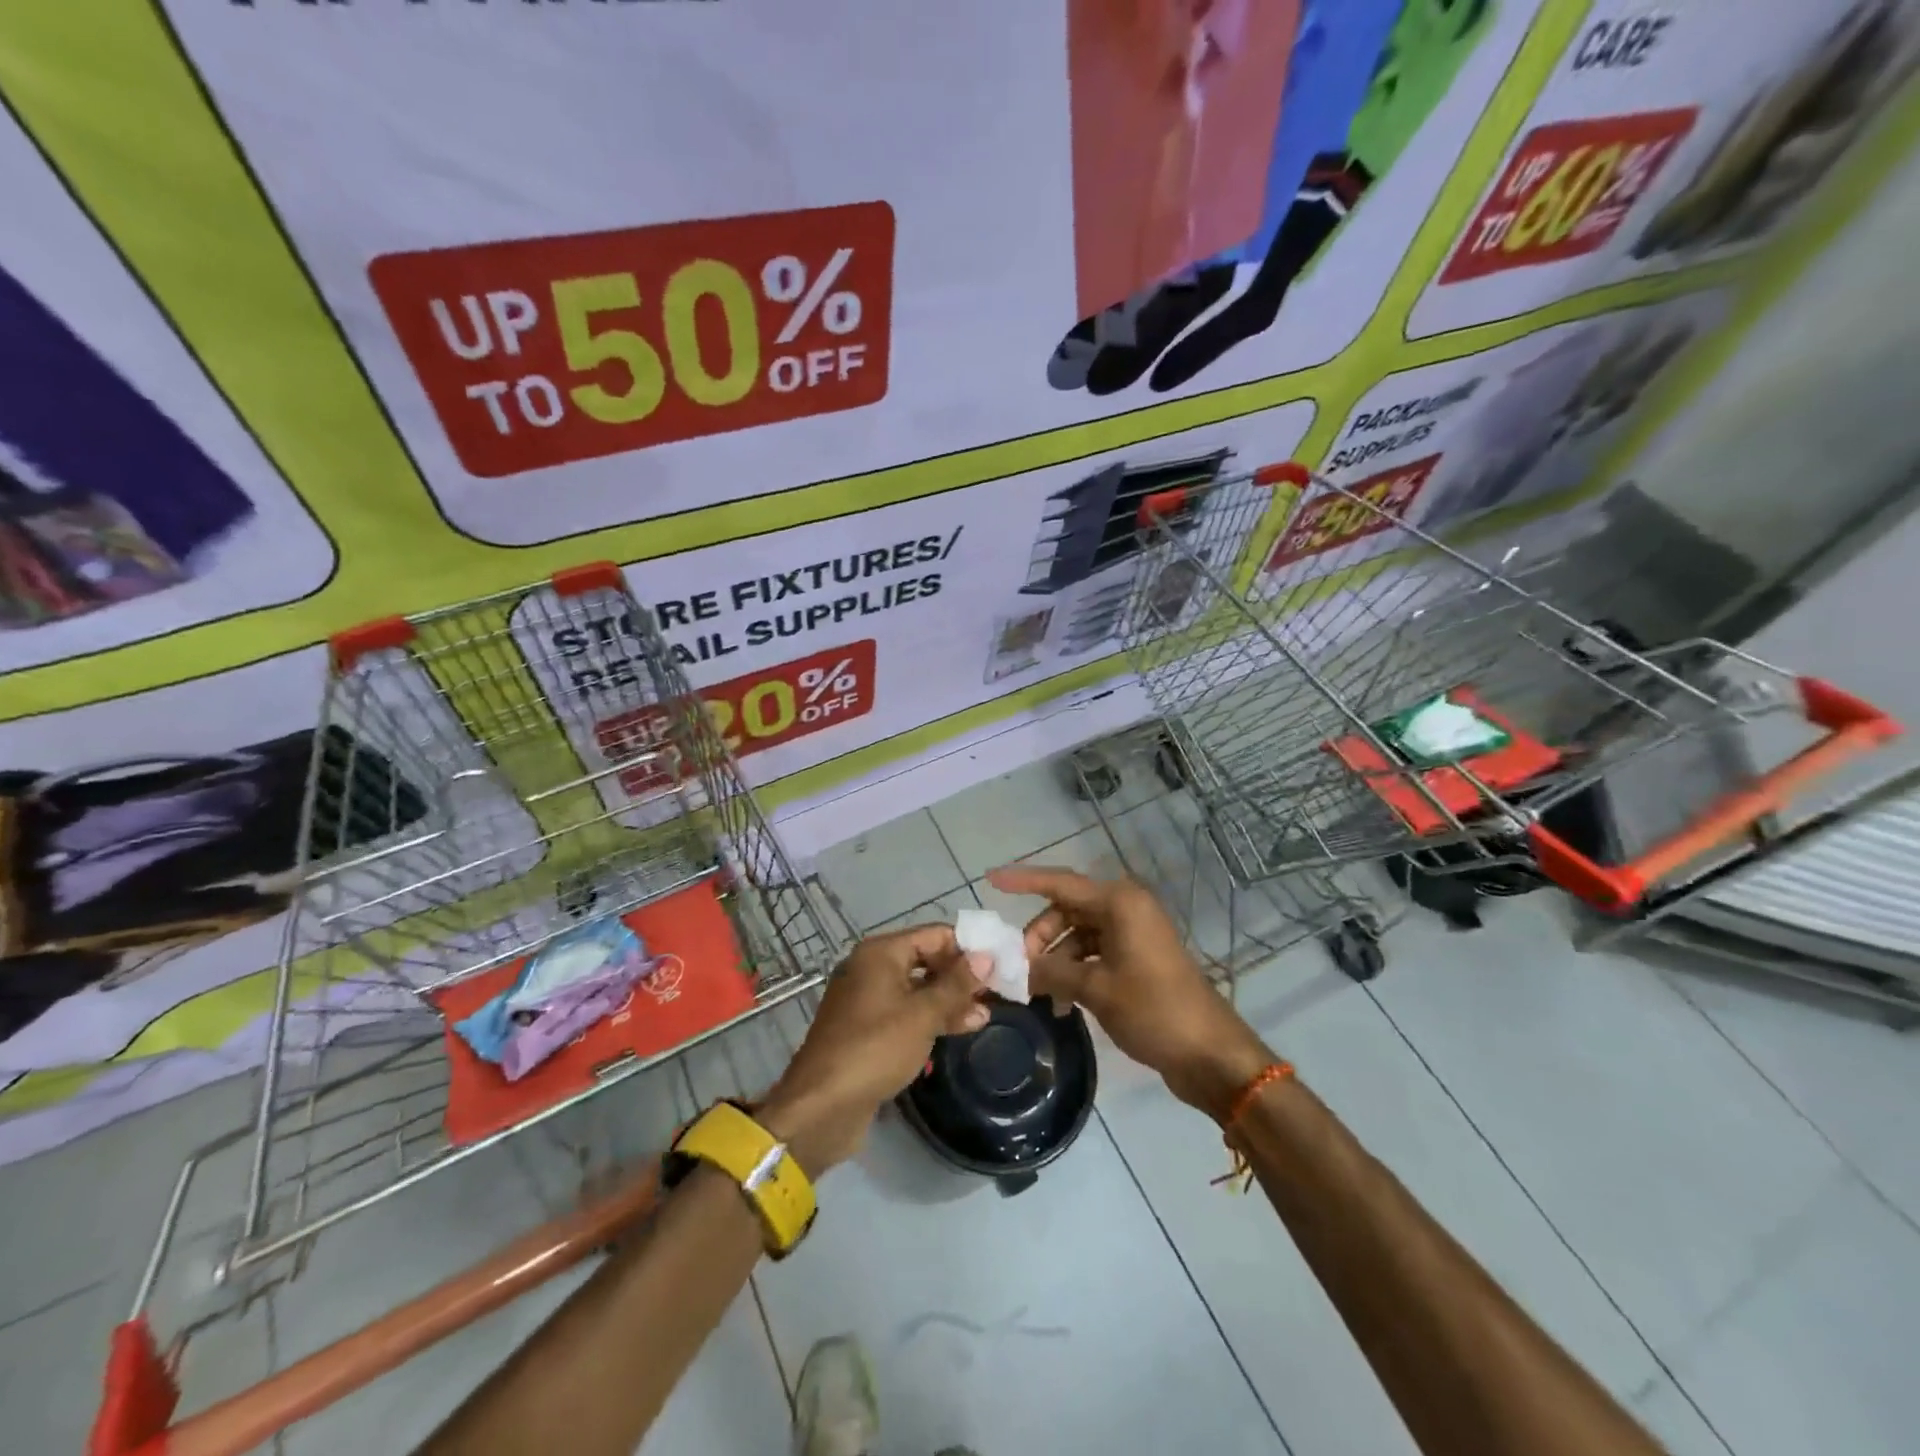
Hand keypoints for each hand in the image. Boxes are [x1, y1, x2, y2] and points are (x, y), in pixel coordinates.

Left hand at [760, 925, 992, 1175]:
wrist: (821, 1106)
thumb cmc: (875, 1048)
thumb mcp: (923, 1014)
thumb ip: (956, 985)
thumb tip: (986, 957)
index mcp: (881, 953)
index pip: (934, 935)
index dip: (967, 947)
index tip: (1000, 963)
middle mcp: (871, 968)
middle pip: (926, 960)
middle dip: (960, 975)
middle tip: (997, 992)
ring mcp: (867, 1000)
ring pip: (918, 989)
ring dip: (950, 1000)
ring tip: (985, 1016)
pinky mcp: (867, 1029)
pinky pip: (906, 1012)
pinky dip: (931, 1018)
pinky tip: (959, 1030)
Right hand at [988, 865, 1269, 1115]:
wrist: (1210, 1052)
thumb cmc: (1153, 1010)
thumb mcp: (1095, 989)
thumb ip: (1050, 972)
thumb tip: (1013, 968)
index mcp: (1120, 903)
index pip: (1060, 882)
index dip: (1023, 880)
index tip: (990, 879)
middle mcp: (1126, 908)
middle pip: (1067, 909)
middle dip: (1039, 936)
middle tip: (1018, 967)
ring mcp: (1133, 933)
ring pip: (1078, 933)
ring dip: (1055, 958)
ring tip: (1037, 993)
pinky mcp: (1137, 957)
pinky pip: (1094, 952)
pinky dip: (1074, 970)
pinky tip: (1062, 1003)